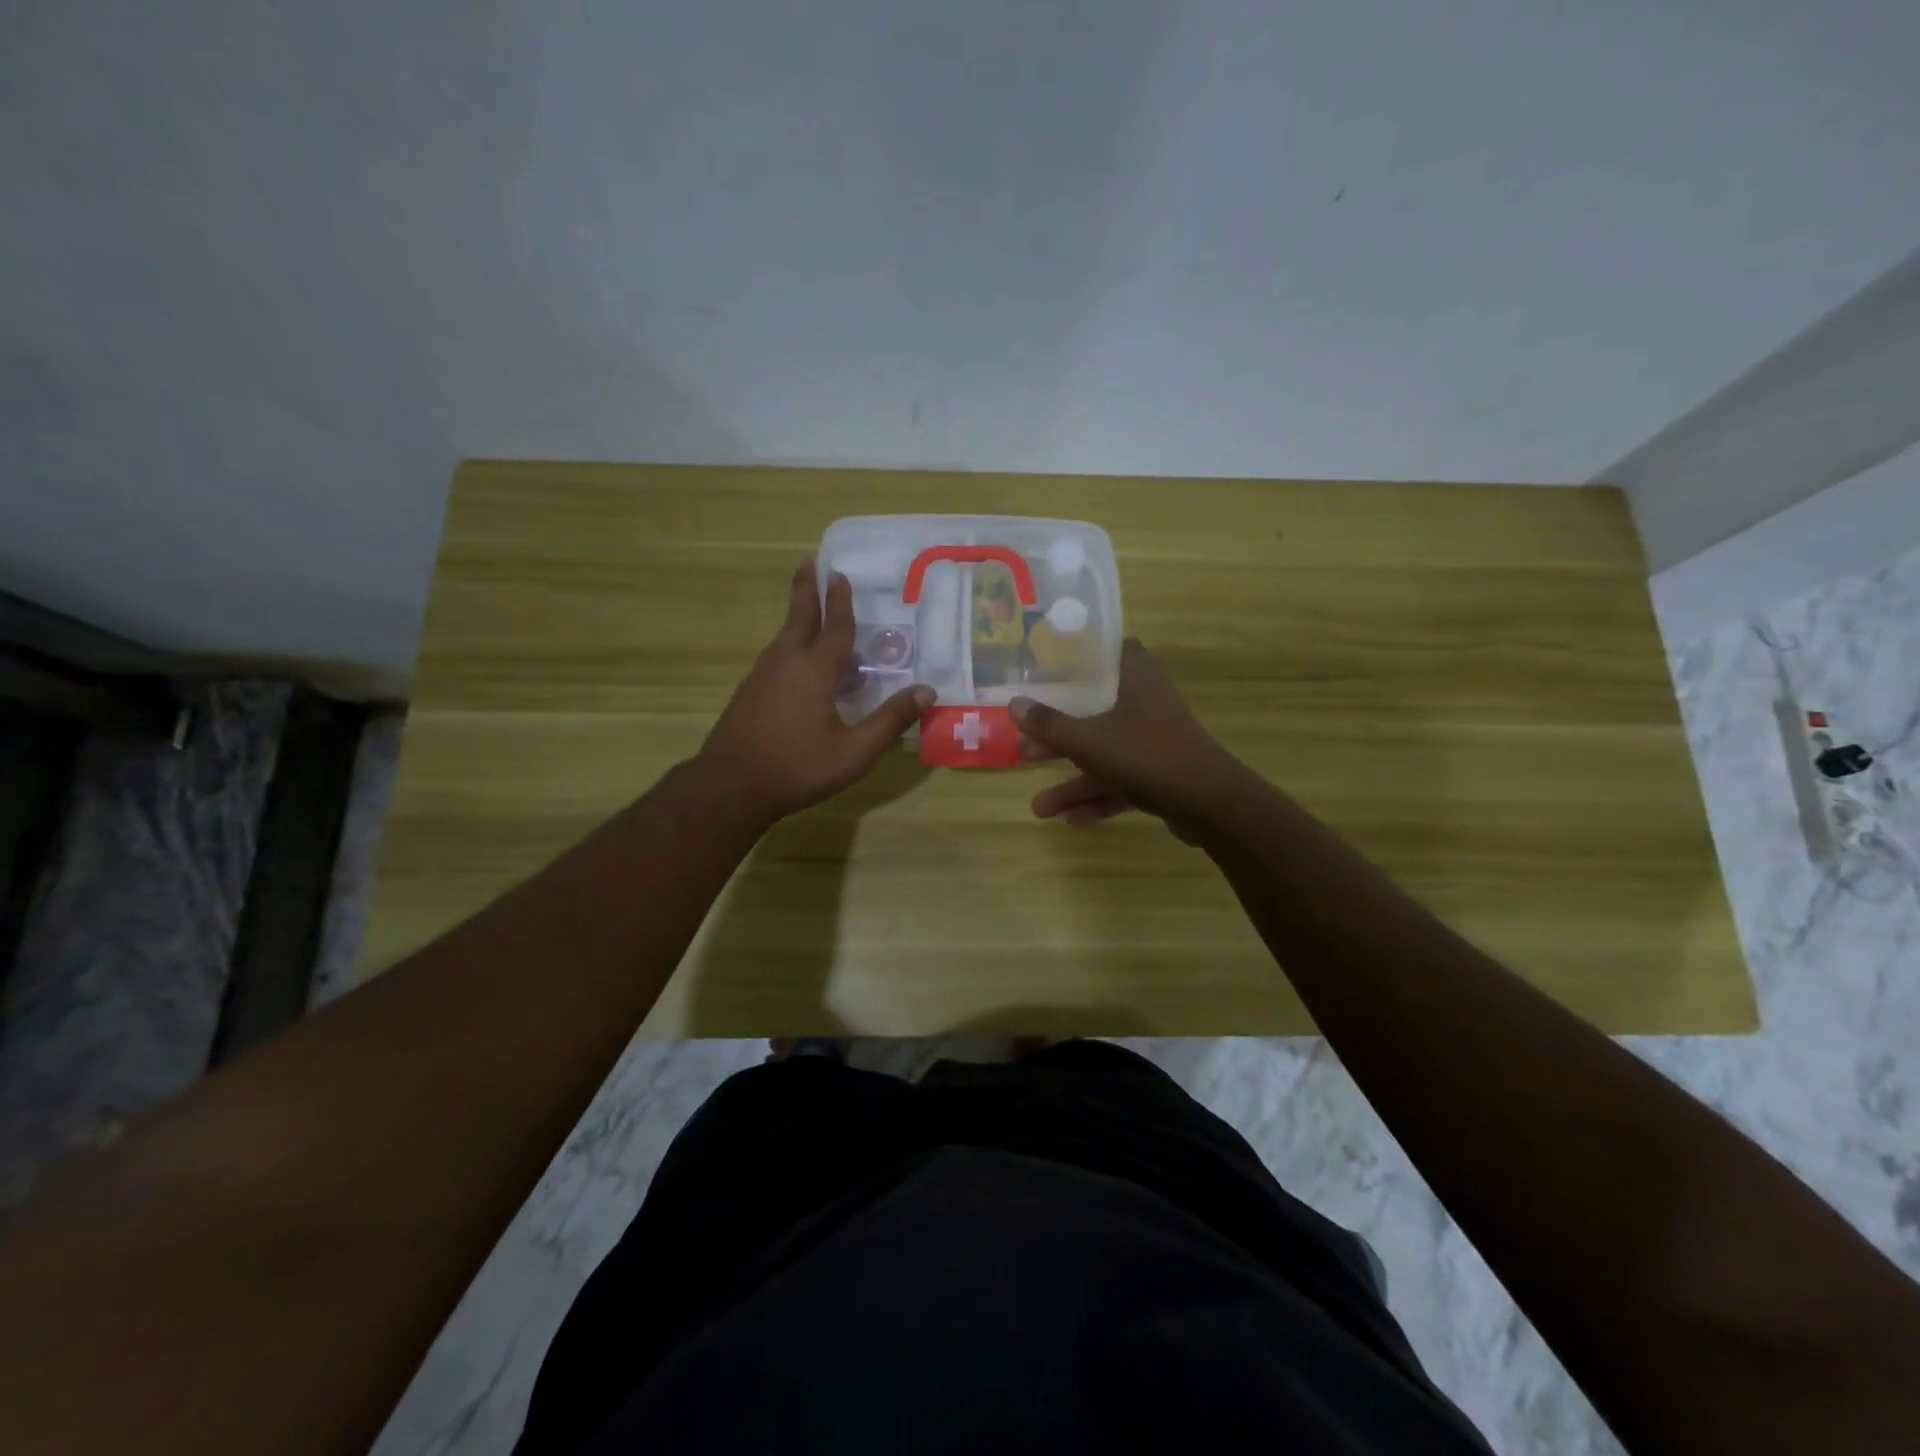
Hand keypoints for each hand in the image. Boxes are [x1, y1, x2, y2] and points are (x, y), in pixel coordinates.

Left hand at [697, 562, 933, 823]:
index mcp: (814, 671)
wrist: (731, 787)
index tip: (839, 574)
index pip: (833, 628)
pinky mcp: (749, 695)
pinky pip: (777, 659)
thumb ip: (890, 720)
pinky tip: (801, 668)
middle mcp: (785, 664)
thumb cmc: (798, 767)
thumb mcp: (855, 751)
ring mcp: (762, 678)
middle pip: (799, 619)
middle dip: (806, 591)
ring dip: (799, 620)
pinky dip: (792, 648)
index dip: (839, 602)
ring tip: (812, 613)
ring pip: (785, 639)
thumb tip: (926, 691)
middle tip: (808, 563)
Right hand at [1011, 639, 1247, 843]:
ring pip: (1106, 754)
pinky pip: (1122, 782)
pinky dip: (1098, 797)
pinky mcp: (1161, 775)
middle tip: (1026, 747)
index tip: (1049, 665)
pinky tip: (1069, 820)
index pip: (1109, 651)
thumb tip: (1013, 703)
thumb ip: (1050, 725)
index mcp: (1135, 679)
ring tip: (1039, 808)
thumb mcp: (1089, 741)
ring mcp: (1154, 742)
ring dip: (1073, 781)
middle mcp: (1146, 704)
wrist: (1211, 806)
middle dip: (1060, 735)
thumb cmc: (1147, 756)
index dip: (1080, 656)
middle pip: (1095, 712)